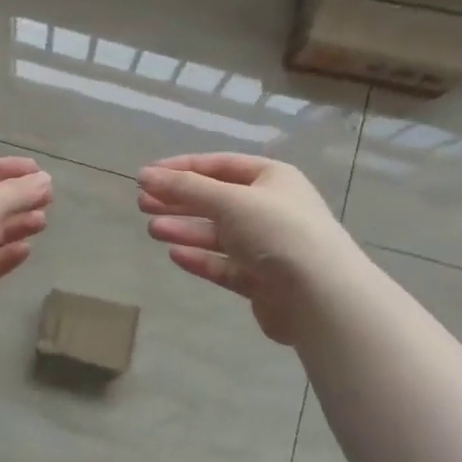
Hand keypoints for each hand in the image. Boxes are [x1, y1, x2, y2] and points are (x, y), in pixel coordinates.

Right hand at [138, 153, 347, 344]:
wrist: (320, 296)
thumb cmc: (277, 232)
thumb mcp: (229, 200)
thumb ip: (185, 188)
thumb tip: (145, 175)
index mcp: (272, 179)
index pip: (220, 165)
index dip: (182, 168)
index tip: (146, 176)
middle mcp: (271, 209)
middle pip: (216, 200)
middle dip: (179, 201)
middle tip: (142, 203)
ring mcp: (267, 247)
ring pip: (218, 234)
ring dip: (185, 229)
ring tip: (152, 230)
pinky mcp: (262, 281)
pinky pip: (224, 265)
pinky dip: (201, 259)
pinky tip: (176, 255)